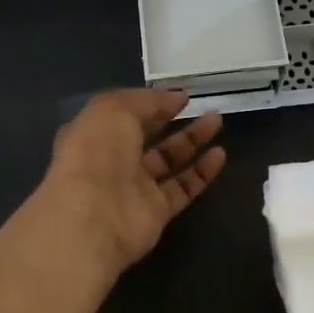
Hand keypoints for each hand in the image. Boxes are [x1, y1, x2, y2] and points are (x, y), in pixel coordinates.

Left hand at [42, 89, 226, 271]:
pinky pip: (182, 188)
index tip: (179, 95)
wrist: (94, 217)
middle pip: (146, 136)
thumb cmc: (97, 153)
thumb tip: (175, 98)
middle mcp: (112, 160)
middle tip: (201, 105)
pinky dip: (201, 172)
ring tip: (216, 120)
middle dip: (171, 118)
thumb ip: (147, 101)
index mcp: (93, 133)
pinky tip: (220, 154)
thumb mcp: (115, 109)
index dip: (150, 102)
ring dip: (192, 140)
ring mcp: (134, 188)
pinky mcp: (155, 211)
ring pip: (167, 160)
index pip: (123, 114)